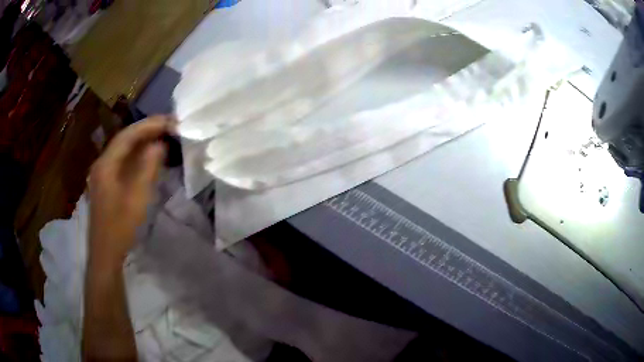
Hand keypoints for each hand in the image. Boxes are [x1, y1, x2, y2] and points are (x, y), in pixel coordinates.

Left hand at [88, 115, 171, 268]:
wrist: (105, 253)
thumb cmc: (120, 227)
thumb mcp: (137, 197)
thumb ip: (148, 167)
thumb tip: (159, 144)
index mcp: (106, 164)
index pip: (128, 135)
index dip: (149, 125)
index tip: (171, 121)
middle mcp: (102, 163)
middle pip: (125, 139)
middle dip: (147, 130)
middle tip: (169, 126)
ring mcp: (102, 174)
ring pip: (123, 150)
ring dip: (142, 142)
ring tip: (163, 137)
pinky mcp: (106, 184)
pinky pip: (122, 162)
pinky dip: (136, 156)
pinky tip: (148, 158)